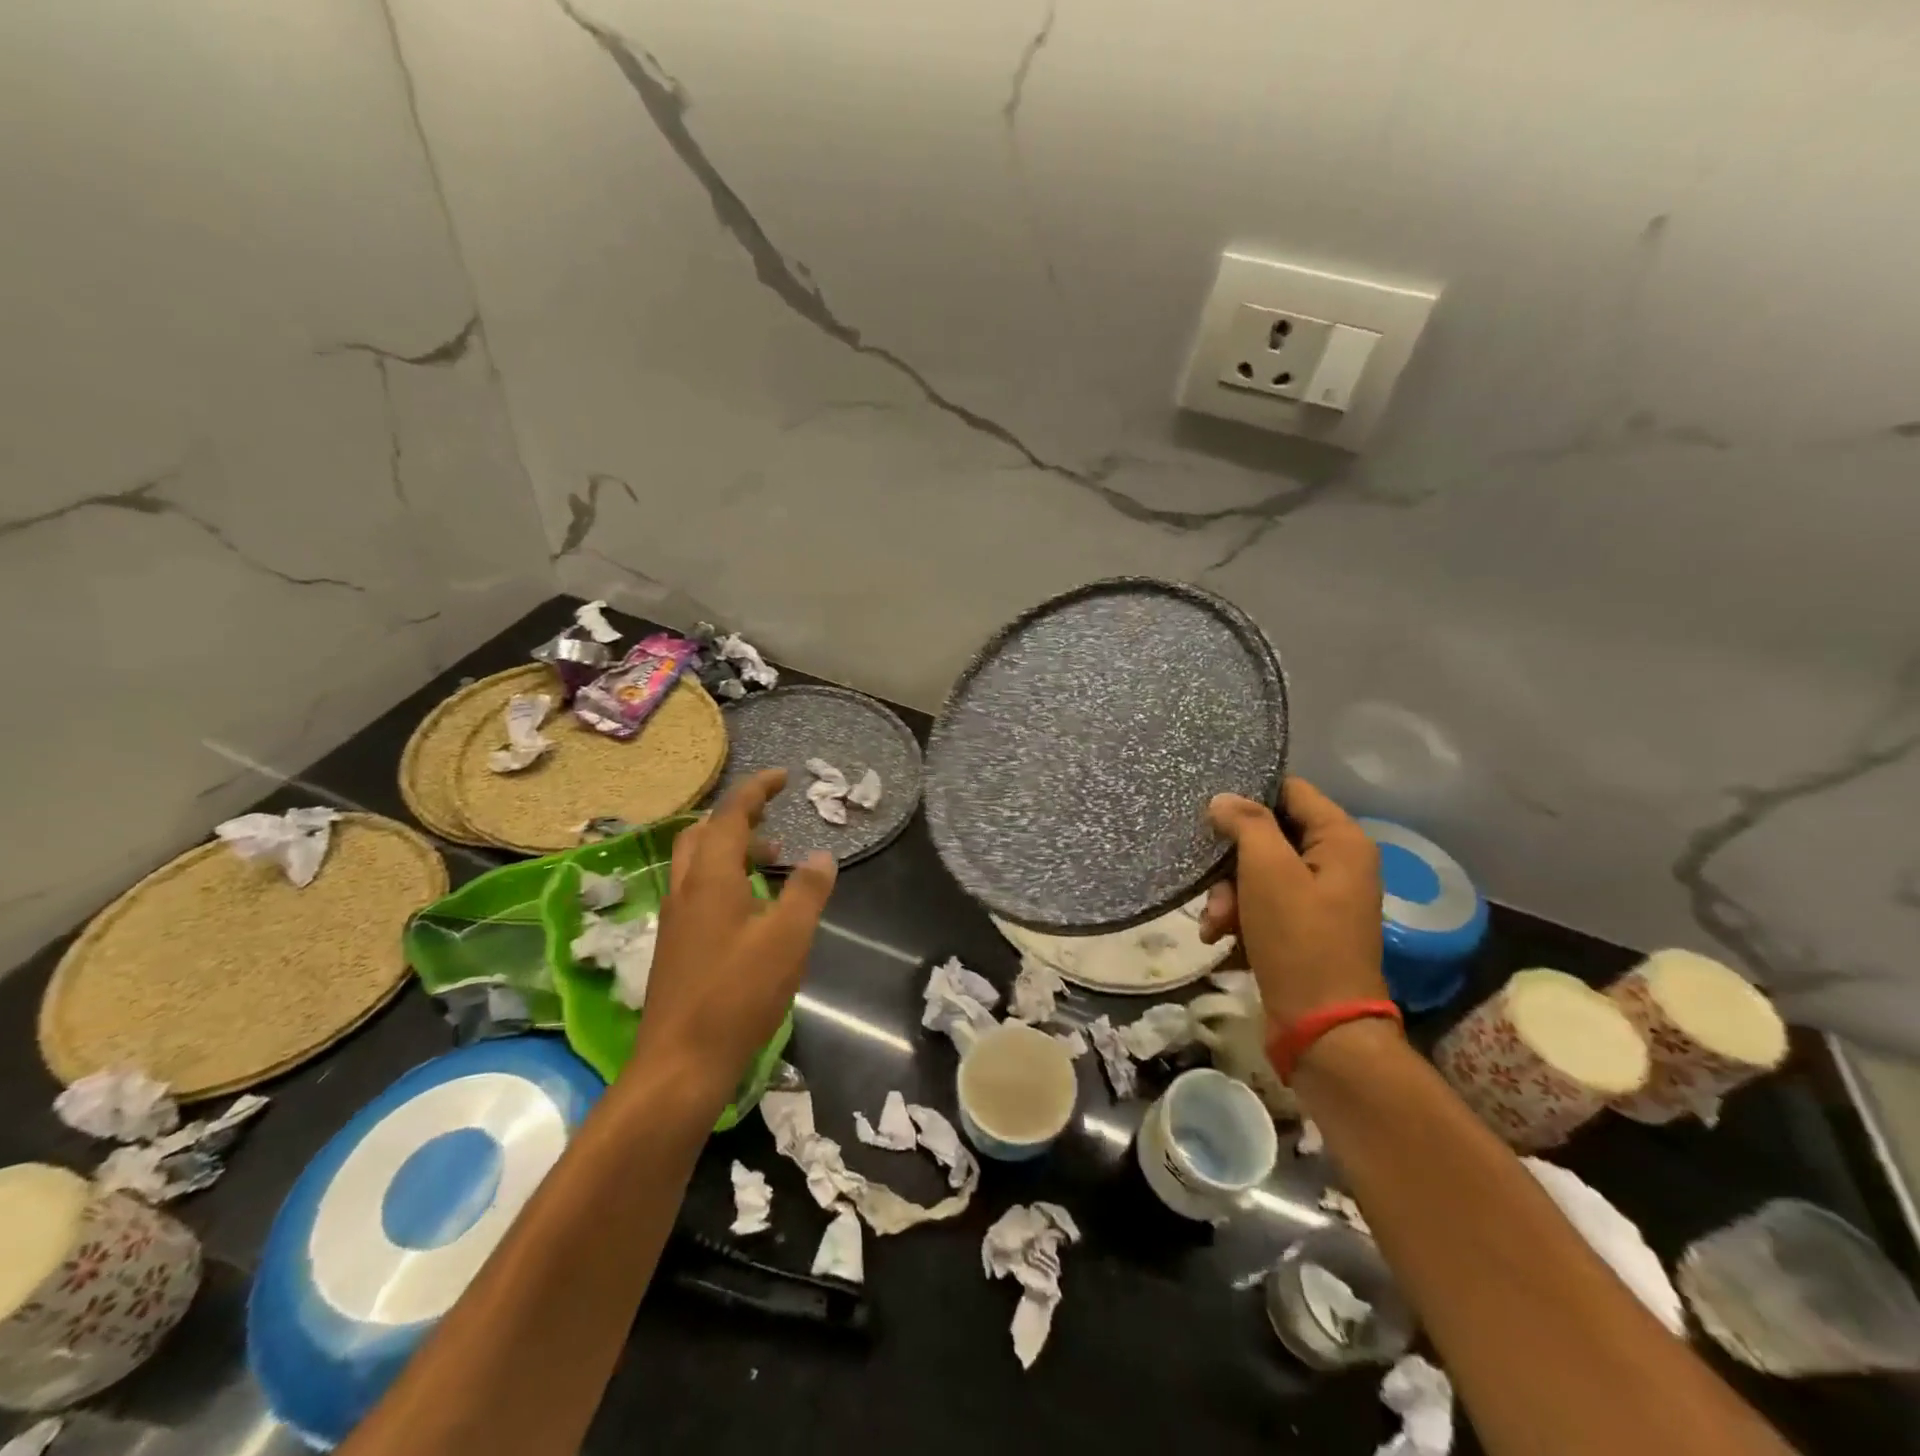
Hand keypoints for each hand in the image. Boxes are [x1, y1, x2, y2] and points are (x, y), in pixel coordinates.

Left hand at [631, 769, 836, 1094]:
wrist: (680, 1064)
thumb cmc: (737, 995)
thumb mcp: (787, 939)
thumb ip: (807, 892)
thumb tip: (822, 856)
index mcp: (711, 879)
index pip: (731, 816)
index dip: (757, 790)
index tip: (783, 777)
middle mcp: (686, 890)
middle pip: (704, 833)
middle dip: (739, 817)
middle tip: (774, 819)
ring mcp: (676, 919)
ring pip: (698, 863)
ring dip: (732, 849)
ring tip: (772, 860)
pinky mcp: (676, 946)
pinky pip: (698, 891)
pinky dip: (724, 878)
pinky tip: (751, 908)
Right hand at [1198, 778, 1388, 1029]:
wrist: (1321, 1028)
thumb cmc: (1298, 940)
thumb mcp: (1268, 872)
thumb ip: (1246, 824)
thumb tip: (1224, 798)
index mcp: (1341, 840)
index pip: (1291, 790)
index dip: (1249, 793)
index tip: (1209, 807)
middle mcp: (1336, 862)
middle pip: (1270, 834)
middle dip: (1231, 859)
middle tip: (1208, 878)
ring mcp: (1321, 897)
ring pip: (1259, 872)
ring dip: (1228, 893)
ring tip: (1213, 922)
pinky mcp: (1303, 927)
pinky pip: (1263, 903)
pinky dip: (1238, 916)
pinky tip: (1218, 937)